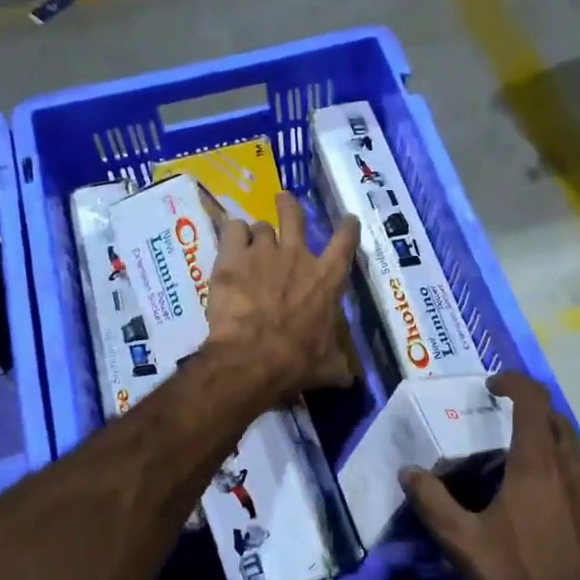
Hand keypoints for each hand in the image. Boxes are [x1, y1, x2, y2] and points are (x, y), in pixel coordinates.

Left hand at [203, 190, 358, 399]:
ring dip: (256, 233)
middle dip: (289, 206)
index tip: (347, 219)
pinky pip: (232, 230)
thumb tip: (350, 379)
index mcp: (327, 279)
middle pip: (294, 215)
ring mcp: (263, 252)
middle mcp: (298, 257)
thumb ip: (339, 366)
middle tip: (283, 200)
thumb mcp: (327, 367)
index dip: (347, 227)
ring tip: (248, 240)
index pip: (345, 242)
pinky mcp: (231, 257)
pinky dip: (232, 234)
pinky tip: (229, 243)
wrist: (252, 358)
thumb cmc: (296, 362)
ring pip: (260, 226)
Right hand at [404, 373, 579, 579]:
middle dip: (529, 415)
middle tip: (501, 433)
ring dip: (549, 452)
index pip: (532, 399)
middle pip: (556, 422)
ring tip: (521, 480)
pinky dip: (568, 485)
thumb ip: (432, 503)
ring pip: (575, 456)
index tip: (493, 385)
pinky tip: (552, 521)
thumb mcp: (464, 545)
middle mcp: (575, 470)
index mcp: (538, 464)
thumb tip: (408, 472)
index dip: (513, 381)